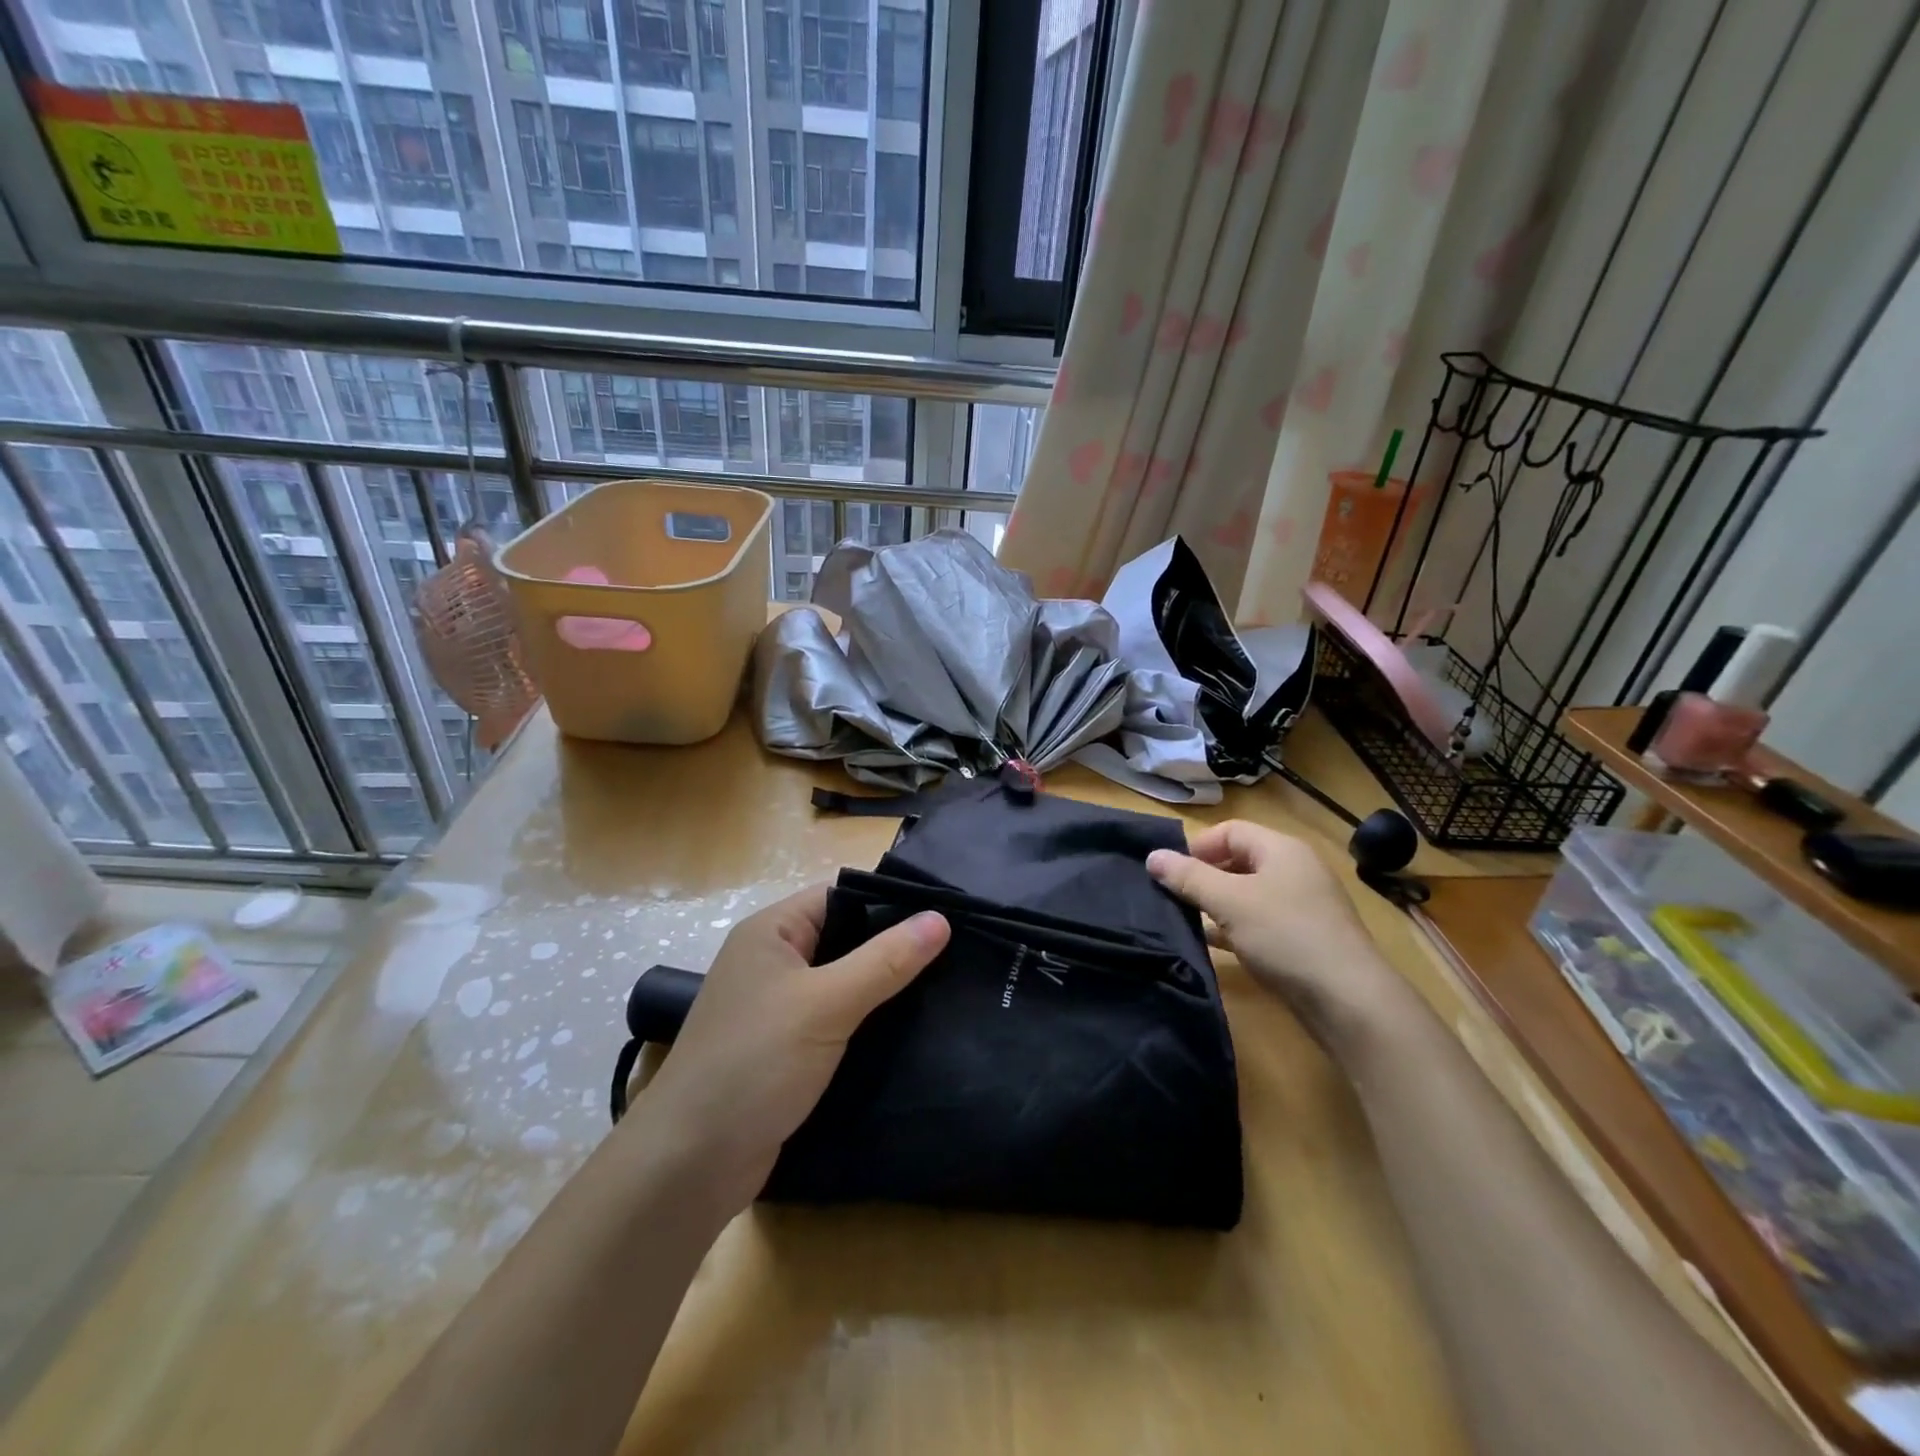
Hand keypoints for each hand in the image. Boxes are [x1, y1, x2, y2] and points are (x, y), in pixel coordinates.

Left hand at [628, 886, 948, 1216]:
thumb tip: (940, 918)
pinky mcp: (786, 1049)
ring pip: (843, 983)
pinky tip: (908, 1031)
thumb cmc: (755, 1063)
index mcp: (771, 932)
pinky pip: (835, 1021)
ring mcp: (777, 1007)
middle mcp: (771, 962)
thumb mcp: (826, 1004)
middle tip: (953, 955)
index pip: (839, 896)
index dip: (888, 902)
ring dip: (882, 989)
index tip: (943, 915)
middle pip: (844, 939)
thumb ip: (885, 961)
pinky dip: (866, 1023)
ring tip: (944, 989)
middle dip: (892, 948)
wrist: (690, 1164)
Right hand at [1147, 821, 1411, 1053]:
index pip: (1229, 831)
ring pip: (1247, 895)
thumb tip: (1152, 856)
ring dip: (1216, 904)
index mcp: (1281, 849)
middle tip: (1174, 898)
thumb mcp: (1229, 901)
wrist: (1349, 1000)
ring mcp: (1302, 906)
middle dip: (1203, 876)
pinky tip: (1212, 945)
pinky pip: (1259, 923)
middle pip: (1238, 861)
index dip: (1197, 847)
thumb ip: (1188, 877)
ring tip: (1186, 921)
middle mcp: (1295, 871)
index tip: (1170, 873)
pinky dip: (1234, 928)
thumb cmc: (1285, 935)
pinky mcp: (1303, 939)